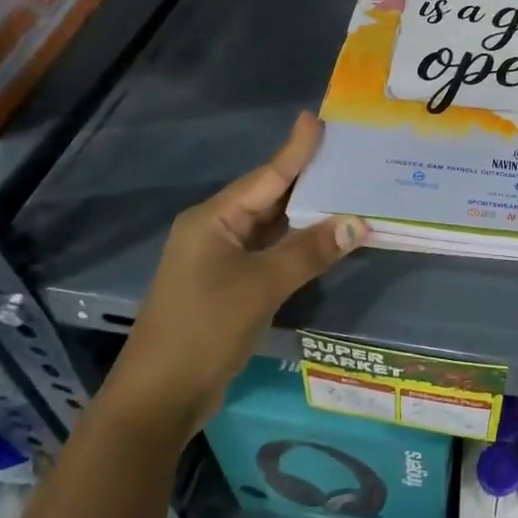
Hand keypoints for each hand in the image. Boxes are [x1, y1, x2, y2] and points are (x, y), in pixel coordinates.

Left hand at [103, 112, 365, 443]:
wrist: (158, 398)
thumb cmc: (204, 329)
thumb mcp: (261, 286)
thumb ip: (310, 251)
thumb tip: (358, 221)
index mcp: (213, 219)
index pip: (266, 176)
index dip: (295, 149)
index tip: (316, 119)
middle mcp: (215, 231)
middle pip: (269, 197)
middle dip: (308, 179)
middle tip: (347, 155)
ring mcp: (220, 260)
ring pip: (271, 226)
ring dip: (306, 214)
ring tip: (348, 190)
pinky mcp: (229, 286)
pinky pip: (270, 252)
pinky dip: (297, 244)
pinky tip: (326, 237)